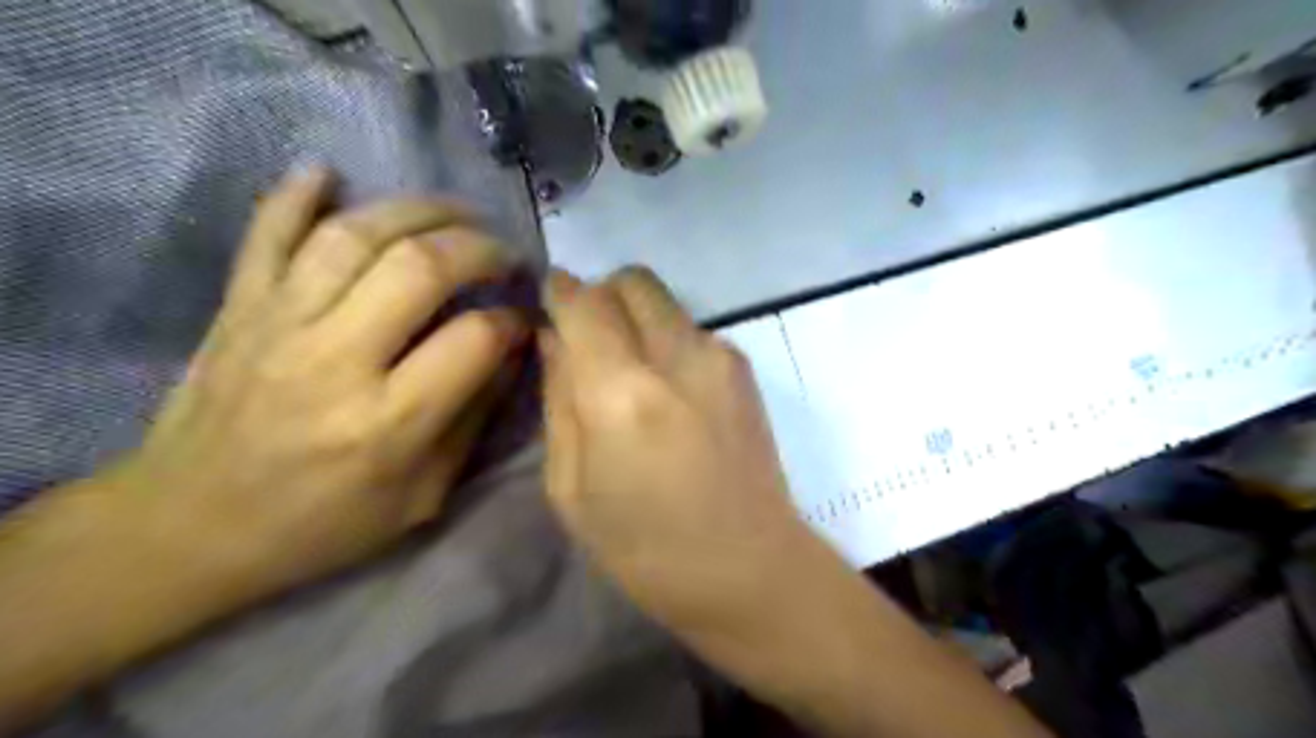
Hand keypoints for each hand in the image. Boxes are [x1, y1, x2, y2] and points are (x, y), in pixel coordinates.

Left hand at [112, 167, 524, 605]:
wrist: (187, 528)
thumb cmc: (320, 525)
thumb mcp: (420, 497)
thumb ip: (471, 420)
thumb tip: (510, 352)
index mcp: (387, 422)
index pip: (474, 340)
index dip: (513, 320)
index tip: (526, 318)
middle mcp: (335, 360)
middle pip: (420, 268)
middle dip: (480, 248)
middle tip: (504, 254)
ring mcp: (278, 325)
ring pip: (355, 234)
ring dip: (418, 210)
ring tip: (456, 214)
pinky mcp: (237, 308)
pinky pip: (265, 232)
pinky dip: (296, 194)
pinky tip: (330, 173)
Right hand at [536, 267, 1050, 737]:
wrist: (752, 567)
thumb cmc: (647, 548)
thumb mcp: (572, 489)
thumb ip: (559, 400)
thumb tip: (553, 339)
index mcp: (623, 394)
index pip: (583, 302)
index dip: (559, 292)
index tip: (548, 300)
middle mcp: (677, 355)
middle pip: (632, 282)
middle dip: (601, 295)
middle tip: (587, 340)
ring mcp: (720, 356)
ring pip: (663, 301)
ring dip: (635, 318)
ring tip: (630, 375)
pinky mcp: (744, 367)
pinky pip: (690, 329)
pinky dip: (666, 341)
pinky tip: (670, 394)